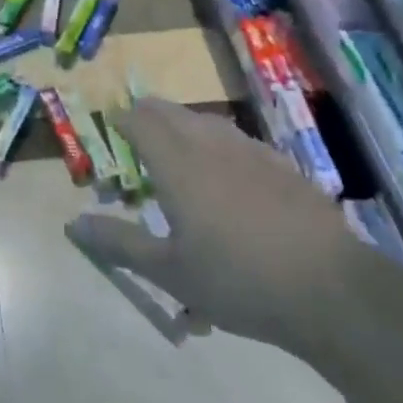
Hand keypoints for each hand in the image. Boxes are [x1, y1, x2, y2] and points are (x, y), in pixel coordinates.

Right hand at [66, 98, 358, 350]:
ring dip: (186, 122)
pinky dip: (221, 140)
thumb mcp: (169, 271)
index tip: (111, 123)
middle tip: (137, 121)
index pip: (142, 124)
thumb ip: (120, 243)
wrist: (329, 289)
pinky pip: (241, 140)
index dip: (123, 119)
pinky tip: (230, 162)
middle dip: (151, 112)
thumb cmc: (237, 281)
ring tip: (178, 133)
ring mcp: (253, 154)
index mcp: (178, 166)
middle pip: (174, 114)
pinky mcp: (284, 168)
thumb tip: (73, 225)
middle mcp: (212, 147)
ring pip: (210, 122)